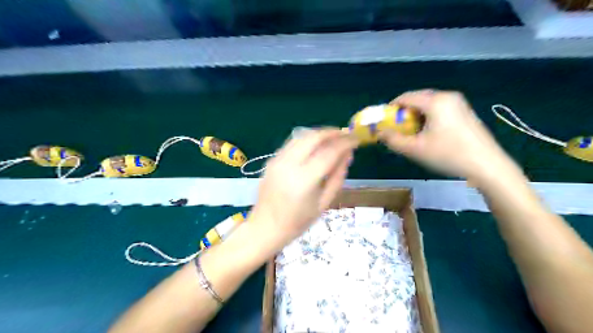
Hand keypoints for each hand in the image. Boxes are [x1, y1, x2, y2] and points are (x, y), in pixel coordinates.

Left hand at [250, 129, 356, 248]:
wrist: (265, 227)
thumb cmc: (298, 222)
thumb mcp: (324, 202)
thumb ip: (337, 176)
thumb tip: (348, 154)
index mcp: (304, 180)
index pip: (329, 152)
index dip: (345, 143)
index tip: (356, 139)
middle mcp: (289, 165)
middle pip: (313, 137)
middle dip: (332, 132)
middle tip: (346, 134)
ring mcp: (277, 160)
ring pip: (301, 136)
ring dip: (320, 133)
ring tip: (334, 136)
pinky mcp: (272, 160)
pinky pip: (292, 143)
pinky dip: (307, 139)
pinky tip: (316, 144)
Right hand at [379, 90, 519, 183]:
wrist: (487, 166)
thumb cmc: (448, 155)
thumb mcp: (415, 149)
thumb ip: (393, 139)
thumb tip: (379, 132)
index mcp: (435, 101)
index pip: (406, 97)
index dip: (392, 108)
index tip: (384, 121)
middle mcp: (447, 96)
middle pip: (418, 98)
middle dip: (404, 112)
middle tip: (397, 128)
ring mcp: (459, 104)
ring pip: (429, 104)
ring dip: (416, 115)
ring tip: (412, 132)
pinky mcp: (465, 112)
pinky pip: (440, 109)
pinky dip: (429, 117)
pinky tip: (429, 134)